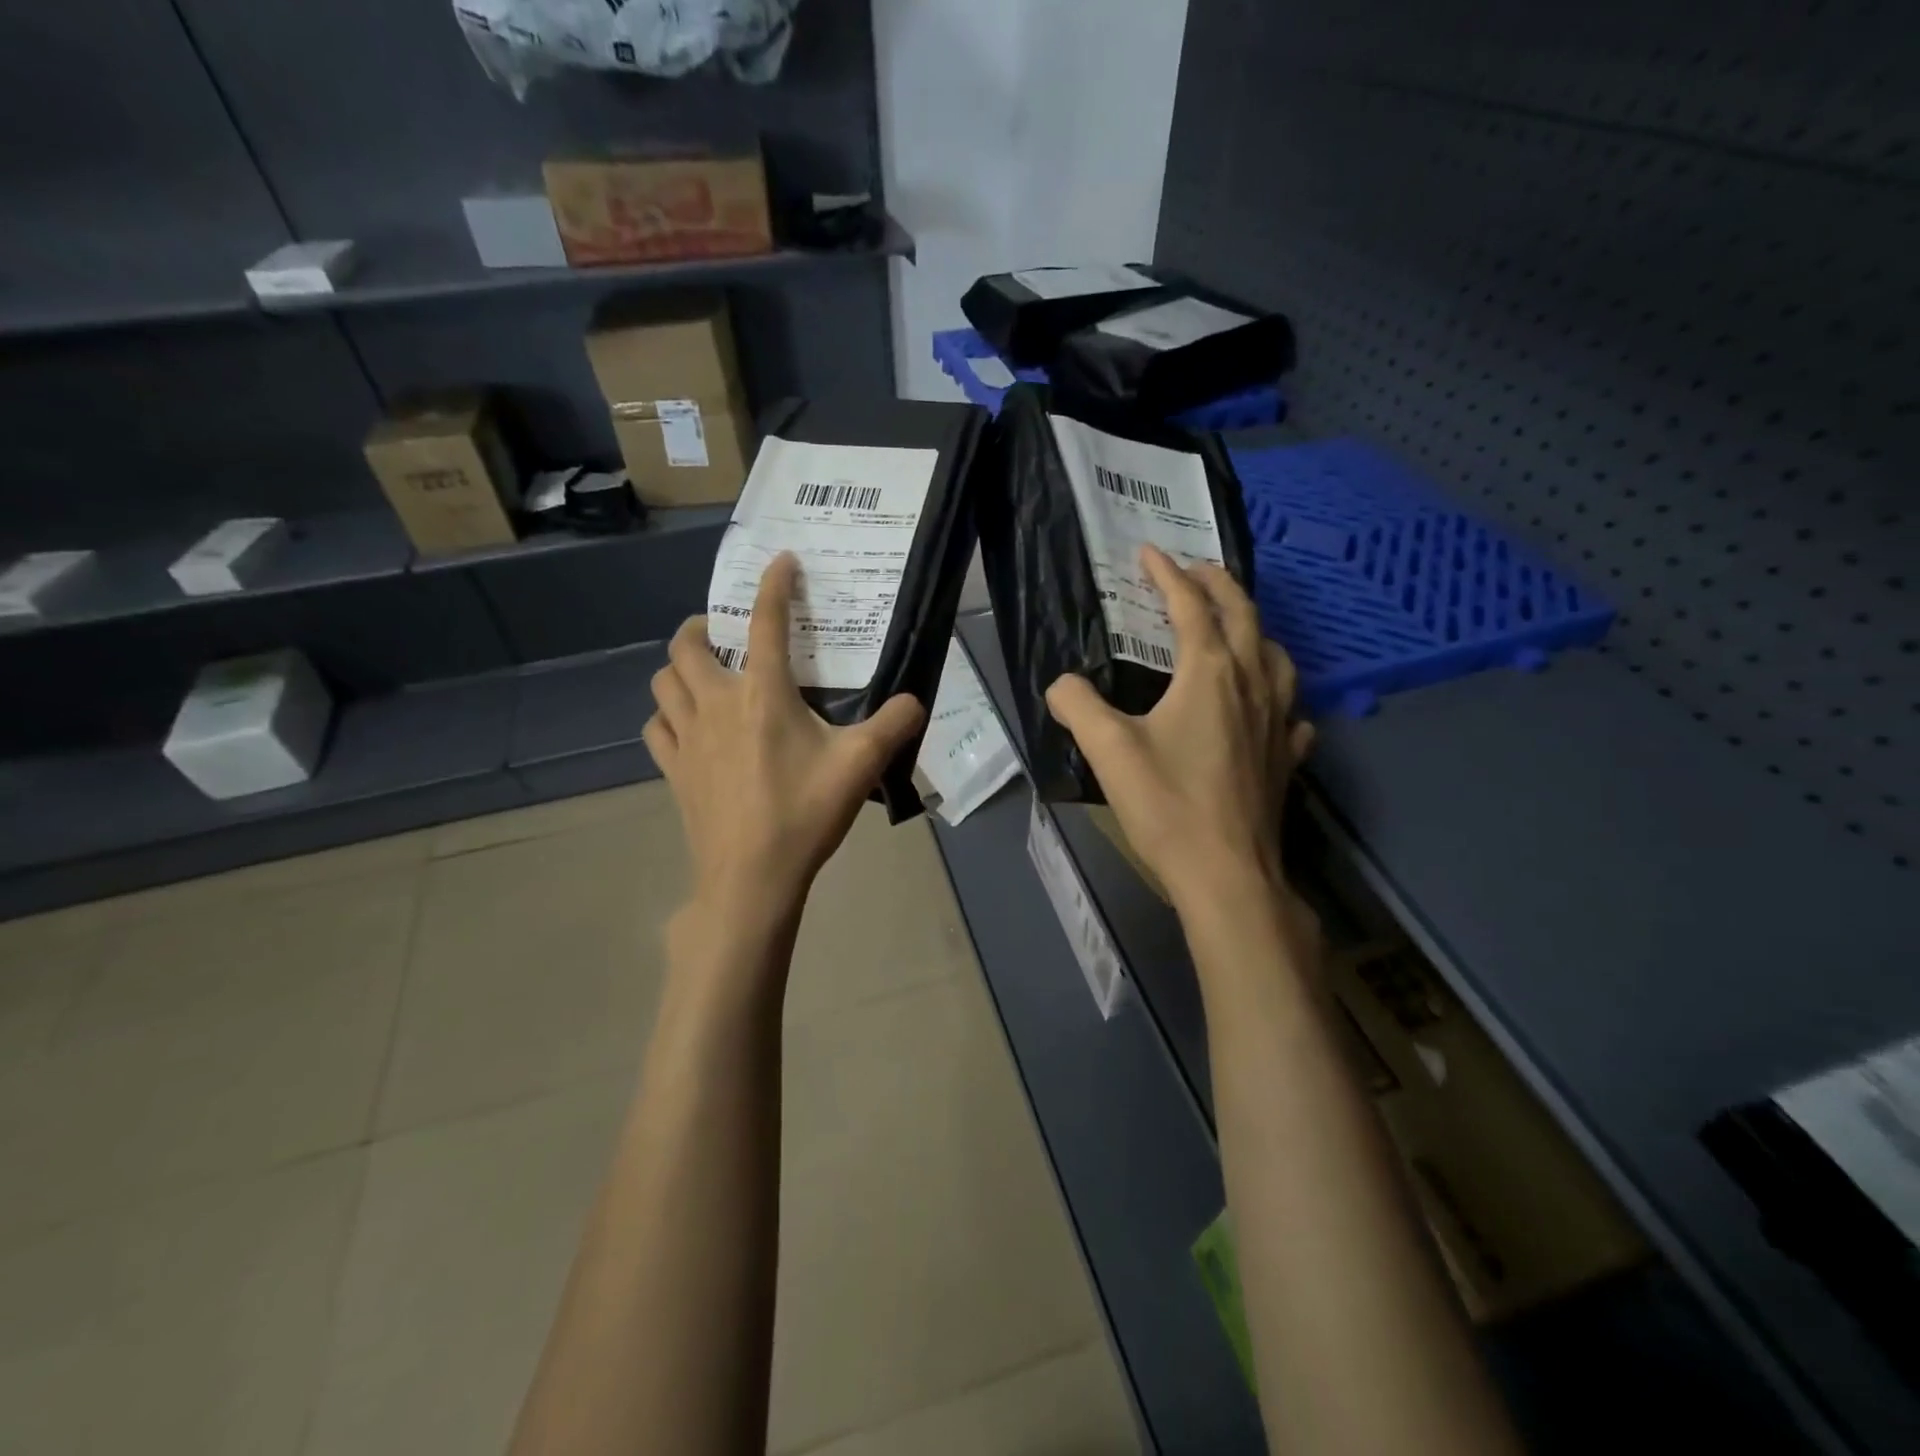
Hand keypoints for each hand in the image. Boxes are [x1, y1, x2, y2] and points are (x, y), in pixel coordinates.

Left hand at [645, 553, 925, 929]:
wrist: (751, 878)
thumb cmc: (804, 814)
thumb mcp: (861, 766)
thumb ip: (894, 725)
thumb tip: (914, 701)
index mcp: (763, 695)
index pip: (765, 622)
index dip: (773, 585)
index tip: (781, 562)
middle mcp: (717, 704)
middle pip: (686, 645)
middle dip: (700, 627)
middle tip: (723, 634)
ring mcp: (688, 737)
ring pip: (663, 682)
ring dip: (679, 668)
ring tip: (703, 674)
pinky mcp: (674, 770)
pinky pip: (658, 726)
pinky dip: (668, 714)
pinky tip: (687, 726)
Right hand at [1046, 545, 1312, 915]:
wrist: (1227, 875)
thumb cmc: (1167, 805)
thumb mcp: (1108, 750)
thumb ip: (1078, 705)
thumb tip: (1061, 685)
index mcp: (1211, 673)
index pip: (1190, 606)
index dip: (1168, 574)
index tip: (1149, 552)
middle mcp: (1252, 685)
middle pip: (1244, 616)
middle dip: (1219, 584)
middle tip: (1196, 570)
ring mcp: (1278, 721)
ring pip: (1277, 657)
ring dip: (1255, 630)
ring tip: (1235, 629)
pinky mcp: (1286, 758)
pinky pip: (1291, 710)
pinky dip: (1279, 694)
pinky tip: (1269, 707)